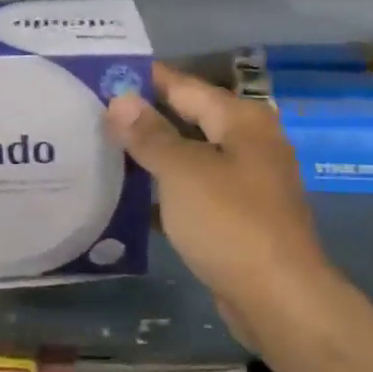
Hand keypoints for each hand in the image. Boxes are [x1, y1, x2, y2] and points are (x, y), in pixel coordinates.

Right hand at [105, 63, 339, 350]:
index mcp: (242, 121)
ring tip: (103, 151)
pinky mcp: (240, 218)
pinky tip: (131, 199)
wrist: (278, 297)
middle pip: (190, 120)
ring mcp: (247, 183)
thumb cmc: (230, 222)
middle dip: (145, 118)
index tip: (104, 74)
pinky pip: (196, 192)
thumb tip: (121, 99)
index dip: (145, 79)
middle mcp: (250, 144)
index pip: (185, 86)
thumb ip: (150, 135)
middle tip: (94, 113)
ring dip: (153, 157)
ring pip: (192, 159)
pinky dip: (167, 192)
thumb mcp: (182, 172)